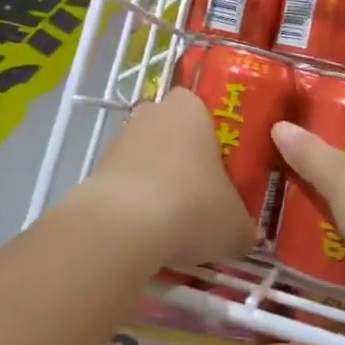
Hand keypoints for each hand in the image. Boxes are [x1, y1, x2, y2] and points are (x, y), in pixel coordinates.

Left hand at [76, 88, 256, 269]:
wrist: (124, 225)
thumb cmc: (191, 205)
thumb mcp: (234, 226)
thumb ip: (243, 227)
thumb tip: (246, 237)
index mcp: (190, 107)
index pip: (202, 110)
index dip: (210, 139)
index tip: (218, 170)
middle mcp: (153, 112)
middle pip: (171, 131)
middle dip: (181, 159)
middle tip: (198, 196)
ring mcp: (121, 137)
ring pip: (145, 156)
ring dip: (155, 182)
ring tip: (171, 224)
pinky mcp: (98, 167)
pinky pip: (124, 182)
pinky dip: (133, 202)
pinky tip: (145, 232)